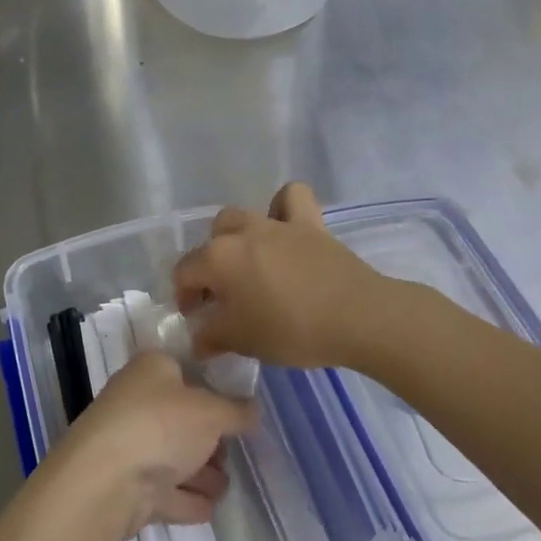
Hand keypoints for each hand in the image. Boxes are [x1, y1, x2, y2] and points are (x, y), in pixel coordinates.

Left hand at [59, 351, 255, 538]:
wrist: (106, 481)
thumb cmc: (160, 425)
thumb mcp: (211, 411)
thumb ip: (237, 411)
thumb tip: (253, 409)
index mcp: (151, 369)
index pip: (187, 369)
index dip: (214, 387)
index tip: (241, 407)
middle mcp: (137, 401)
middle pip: (182, 417)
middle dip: (210, 438)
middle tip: (235, 451)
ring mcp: (130, 444)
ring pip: (173, 455)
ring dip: (200, 472)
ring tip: (225, 485)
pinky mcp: (128, 485)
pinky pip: (165, 490)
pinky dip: (185, 498)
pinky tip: (208, 507)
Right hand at [172, 182, 390, 370]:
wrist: (356, 317)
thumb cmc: (291, 330)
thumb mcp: (242, 341)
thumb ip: (212, 338)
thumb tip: (198, 340)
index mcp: (217, 258)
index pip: (185, 271)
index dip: (184, 296)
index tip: (196, 318)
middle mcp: (241, 232)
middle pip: (212, 240)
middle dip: (210, 264)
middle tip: (223, 295)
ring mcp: (276, 223)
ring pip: (242, 216)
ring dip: (237, 235)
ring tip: (249, 263)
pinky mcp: (310, 223)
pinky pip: (291, 198)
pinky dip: (282, 206)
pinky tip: (283, 227)